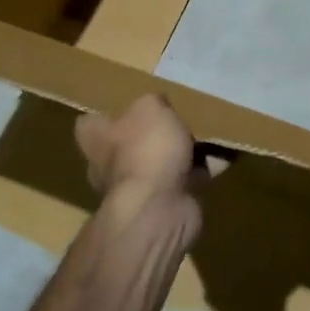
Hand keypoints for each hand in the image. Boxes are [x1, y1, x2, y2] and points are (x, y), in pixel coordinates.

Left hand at [75, 95, 204, 230]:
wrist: (158, 208)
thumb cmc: (145, 149)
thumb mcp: (150, 107)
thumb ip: (153, 102)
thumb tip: (156, 105)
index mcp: (96, 139)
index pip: (89, 123)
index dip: (107, 115)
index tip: (128, 108)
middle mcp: (106, 166)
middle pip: (126, 145)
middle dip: (149, 136)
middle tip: (175, 121)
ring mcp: (133, 190)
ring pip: (156, 165)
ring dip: (176, 156)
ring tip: (204, 139)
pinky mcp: (159, 207)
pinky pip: (180, 183)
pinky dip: (197, 173)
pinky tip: (219, 160)